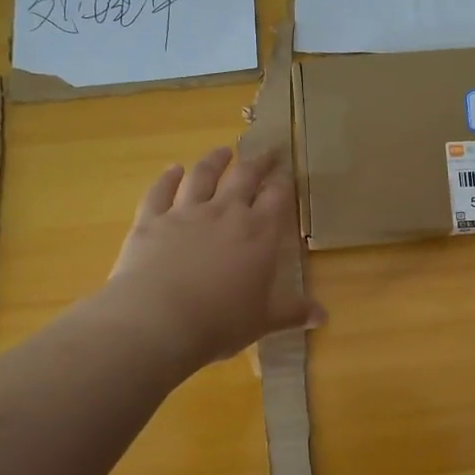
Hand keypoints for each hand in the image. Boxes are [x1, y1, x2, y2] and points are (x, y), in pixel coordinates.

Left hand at [104, 146, 324, 365]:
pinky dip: (167, 178)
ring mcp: (185, 212)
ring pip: (203, 176)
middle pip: (244, 177)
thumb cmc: (220, 323)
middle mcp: (225, 212)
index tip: (287, 173)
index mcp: (259, 233)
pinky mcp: (151, 219)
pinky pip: (160, 191)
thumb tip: (323, 316)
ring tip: (223, 151)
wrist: (158, 320)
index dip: (284, 183)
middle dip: (258, 163)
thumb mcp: (263, 320)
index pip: (277, 197)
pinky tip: (172, 170)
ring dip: (214, 161)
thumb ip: (293, 312)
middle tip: (266, 152)